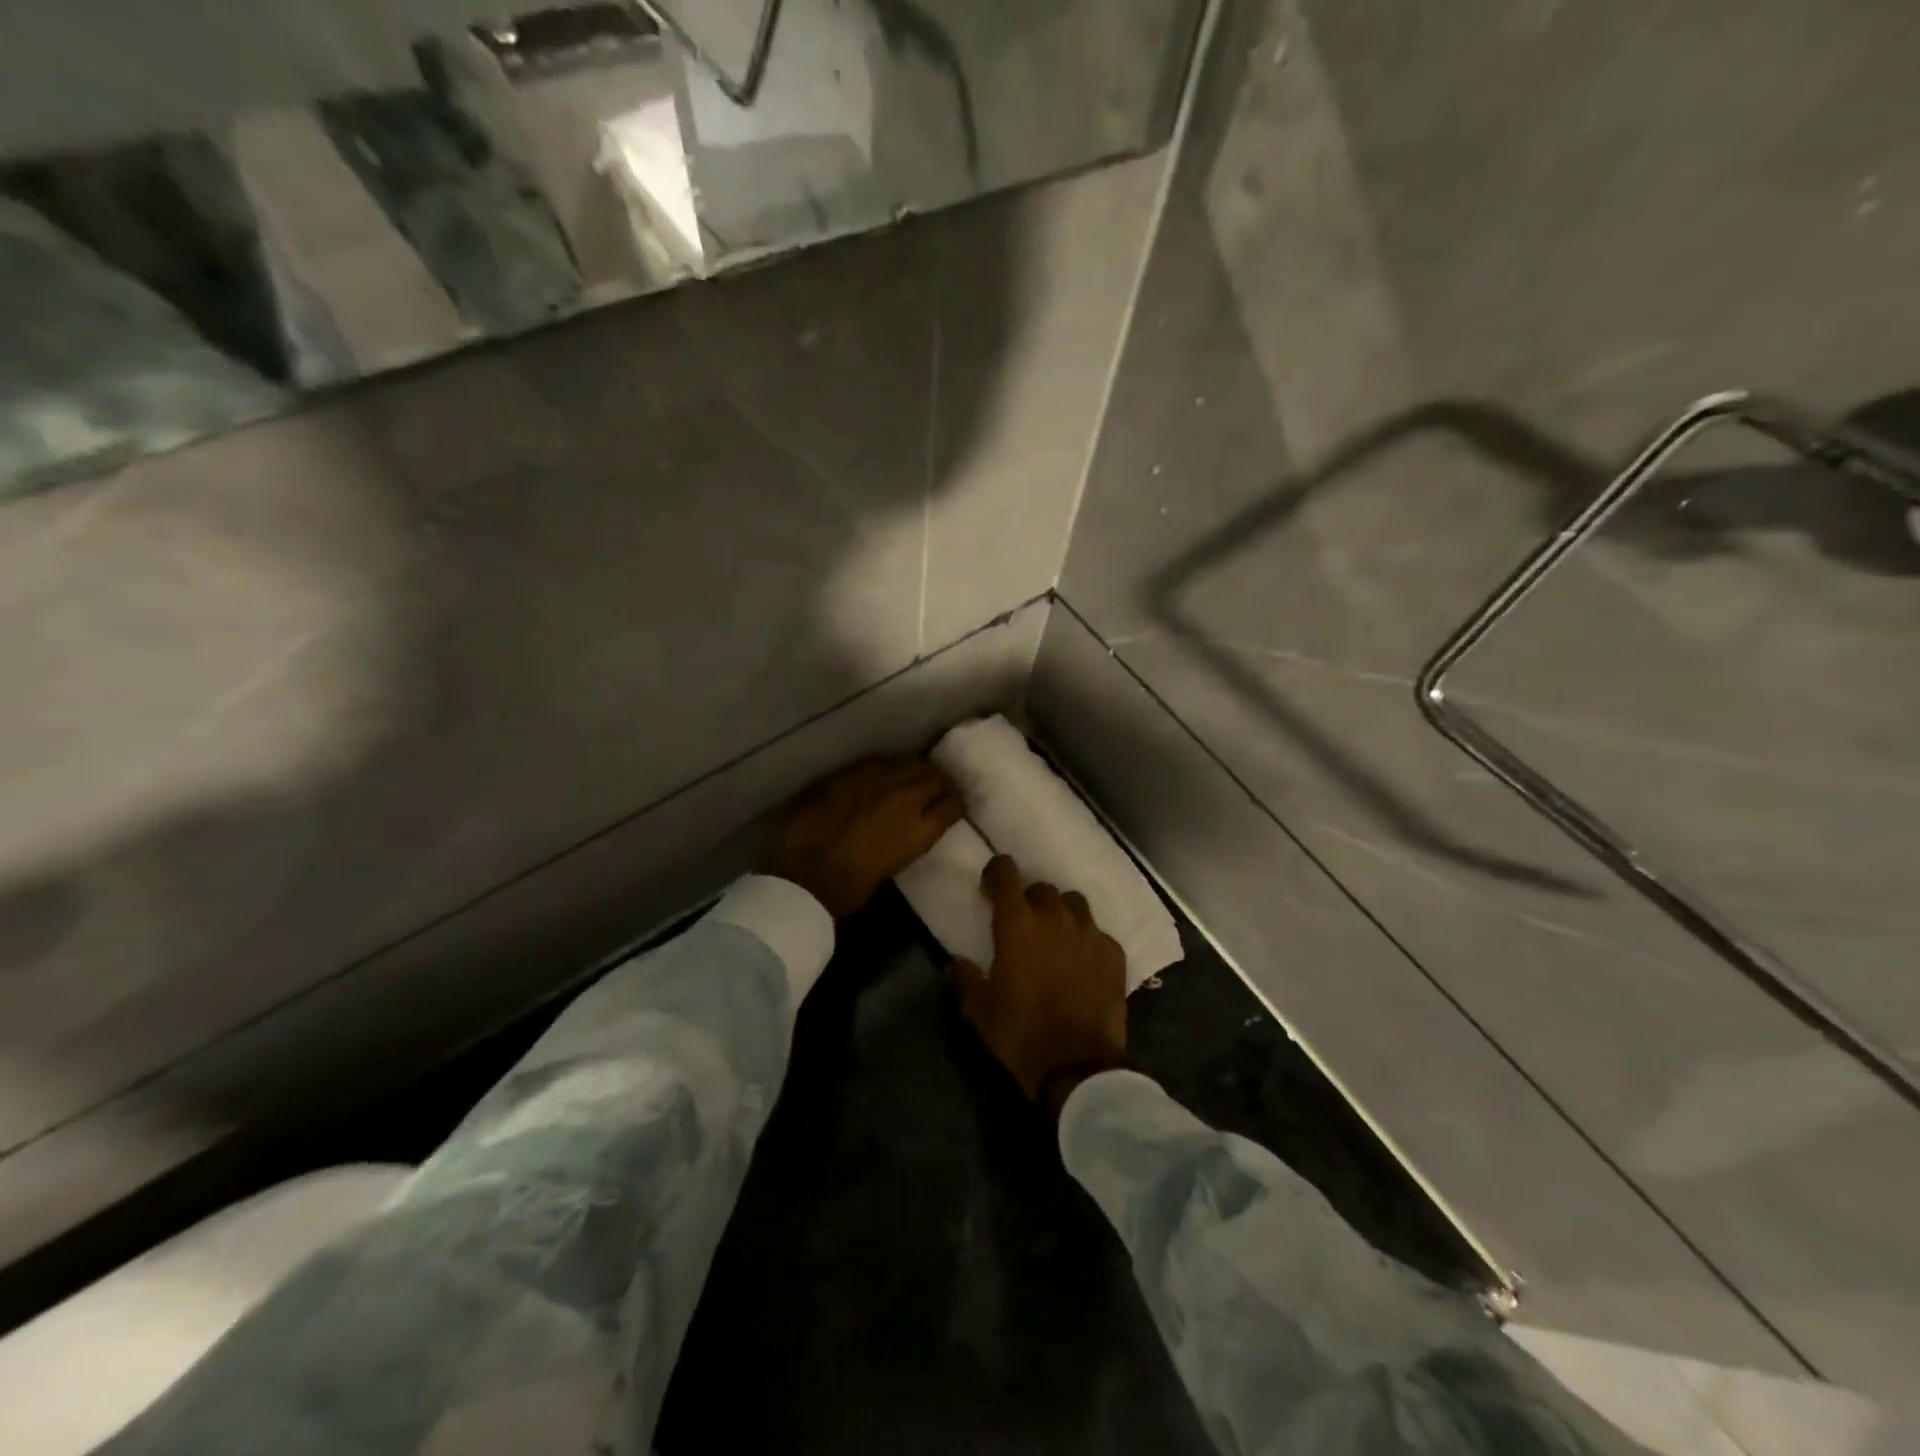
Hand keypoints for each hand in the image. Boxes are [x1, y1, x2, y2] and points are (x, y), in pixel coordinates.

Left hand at [766, 758, 964, 918]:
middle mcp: (906, 797)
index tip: (953, 806)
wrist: (803, 875)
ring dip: (913, 769)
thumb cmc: (849, 889)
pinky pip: (878, 763)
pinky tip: (878, 777)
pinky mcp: (850, 772)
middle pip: (935, 775)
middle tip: (935, 787)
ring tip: (909, 778)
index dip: (955, 805)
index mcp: (921, 830)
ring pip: (909, 762)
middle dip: (939, 780)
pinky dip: (884, 769)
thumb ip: (906, 840)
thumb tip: (903, 829)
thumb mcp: (893, 866)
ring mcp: (877, 780)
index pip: (954, 805)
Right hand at [951, 854, 1128, 1114]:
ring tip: (1057, 937)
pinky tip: (1083, 963)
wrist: (1077, 1065)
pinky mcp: (1113, 953)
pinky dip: (1087, 941)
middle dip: (1030, 900)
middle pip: (1042, 888)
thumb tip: (958, 962)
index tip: (992, 885)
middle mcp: (1054, 917)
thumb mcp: (980, 1009)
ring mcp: (1088, 932)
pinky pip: (1097, 933)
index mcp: (1017, 923)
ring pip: (1074, 903)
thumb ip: (966, 978)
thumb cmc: (1020, 1033)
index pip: (1006, 873)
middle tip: (1024, 923)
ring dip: (1061, 913)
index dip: (997, 872)